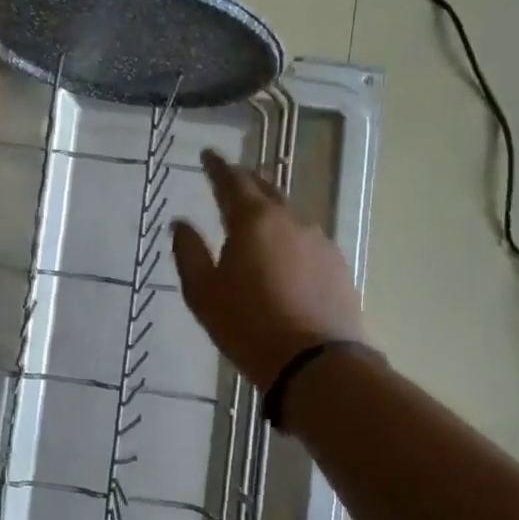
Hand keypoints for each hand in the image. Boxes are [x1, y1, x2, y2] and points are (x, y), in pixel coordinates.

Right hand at [172, 150, 365, 390]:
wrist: (316, 364)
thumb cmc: (247, 325)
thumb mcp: (202, 292)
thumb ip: (188, 251)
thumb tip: (180, 223)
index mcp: (253, 220)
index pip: (232, 180)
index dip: (217, 166)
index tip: (208, 155)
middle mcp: (289, 221)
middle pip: (266, 189)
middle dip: (246, 180)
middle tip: (231, 176)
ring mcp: (319, 242)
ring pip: (289, 214)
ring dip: (270, 207)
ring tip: (257, 213)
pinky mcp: (337, 266)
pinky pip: (306, 239)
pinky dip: (289, 235)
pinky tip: (285, 251)